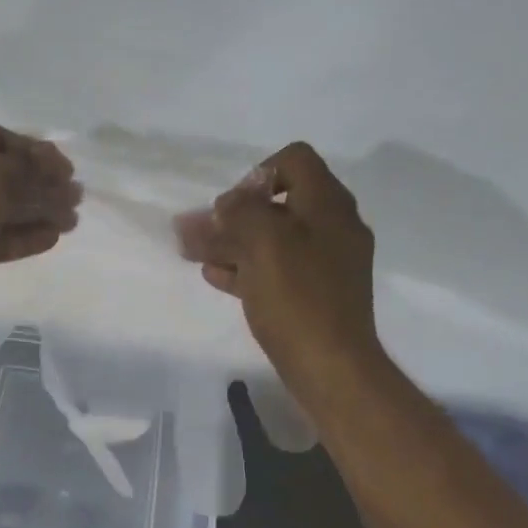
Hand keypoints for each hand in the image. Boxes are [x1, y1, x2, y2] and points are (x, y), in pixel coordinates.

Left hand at [0, 122, 80, 334]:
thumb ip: (27, 169)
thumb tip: (55, 168)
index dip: (35, 152)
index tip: (67, 170)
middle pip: (0, 175)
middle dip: (40, 185)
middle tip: (76, 197)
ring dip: (36, 212)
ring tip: (71, 220)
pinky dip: (20, 236)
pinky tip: (51, 238)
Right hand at [175, 141, 384, 407]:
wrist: (330, 367)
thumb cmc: (298, 299)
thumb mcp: (265, 243)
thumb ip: (242, 211)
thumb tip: (229, 203)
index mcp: (328, 205)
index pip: (294, 160)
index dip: (257, 173)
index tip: (232, 205)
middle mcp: (331, 227)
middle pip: (278, 203)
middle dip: (234, 214)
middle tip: (200, 230)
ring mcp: (324, 264)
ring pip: (272, 240)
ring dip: (233, 242)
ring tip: (195, 252)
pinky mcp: (313, 296)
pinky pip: (275, 270)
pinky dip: (245, 268)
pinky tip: (215, 276)